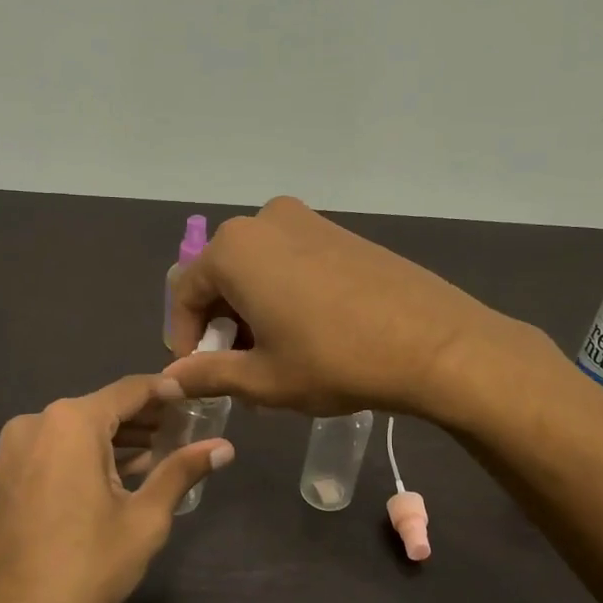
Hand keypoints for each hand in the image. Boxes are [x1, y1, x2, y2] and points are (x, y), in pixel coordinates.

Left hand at [0, 375, 233, 602]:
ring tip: (158, 455)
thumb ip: (182, 471)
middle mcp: (36, 422)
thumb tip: (225, 448)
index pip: (129, 390)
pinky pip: (55, 449)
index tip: (195, 398)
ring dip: (116, 439)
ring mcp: (14, 448)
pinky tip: (117, 474)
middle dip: (143, 419)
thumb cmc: (89, 566)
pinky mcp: (6, 473)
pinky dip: (87, 454)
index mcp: (71, 422)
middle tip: (184, 432)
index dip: (166, 392)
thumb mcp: (145, 518)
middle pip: (102, 408)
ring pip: (77, 429)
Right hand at [163, 197, 507, 418]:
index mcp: (233, 249)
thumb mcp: (262, 380)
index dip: (185, 339)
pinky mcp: (341, 232)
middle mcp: (264, 221)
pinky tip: (306, 334)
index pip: (185, 294)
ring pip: (257, 270)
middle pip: (221, 277)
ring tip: (274, 358)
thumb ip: (206, 375)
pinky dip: (282, 295)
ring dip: (252, 312)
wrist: (434, 343)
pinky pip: (290, 262)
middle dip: (222, 326)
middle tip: (238, 371)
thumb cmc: (334, 361)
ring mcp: (307, 220)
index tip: (197, 375)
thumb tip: (168, 381)